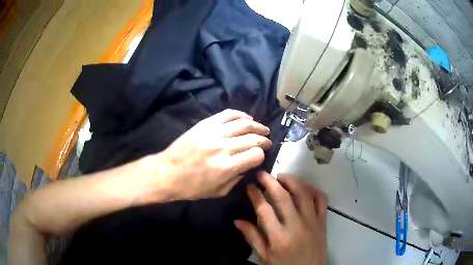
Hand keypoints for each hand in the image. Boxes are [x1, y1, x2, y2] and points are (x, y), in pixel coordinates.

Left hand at [159, 109, 271, 198]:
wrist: (167, 172)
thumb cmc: (192, 187)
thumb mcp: (218, 192)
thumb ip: (237, 179)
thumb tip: (249, 165)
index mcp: (226, 167)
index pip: (256, 155)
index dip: (262, 155)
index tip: (261, 156)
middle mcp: (222, 147)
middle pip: (253, 138)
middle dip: (264, 140)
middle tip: (267, 142)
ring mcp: (213, 132)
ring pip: (244, 124)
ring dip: (257, 126)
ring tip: (263, 129)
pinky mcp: (205, 124)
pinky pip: (228, 114)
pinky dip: (241, 115)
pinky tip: (247, 118)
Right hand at [235, 172, 327, 264]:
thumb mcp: (265, 256)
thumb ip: (252, 237)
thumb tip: (237, 220)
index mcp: (279, 237)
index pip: (264, 209)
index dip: (255, 195)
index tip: (249, 186)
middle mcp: (296, 225)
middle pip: (283, 197)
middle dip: (270, 182)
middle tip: (262, 174)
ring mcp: (312, 221)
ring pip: (303, 193)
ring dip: (291, 181)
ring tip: (281, 176)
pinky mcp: (322, 220)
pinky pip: (321, 199)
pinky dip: (313, 189)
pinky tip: (303, 187)